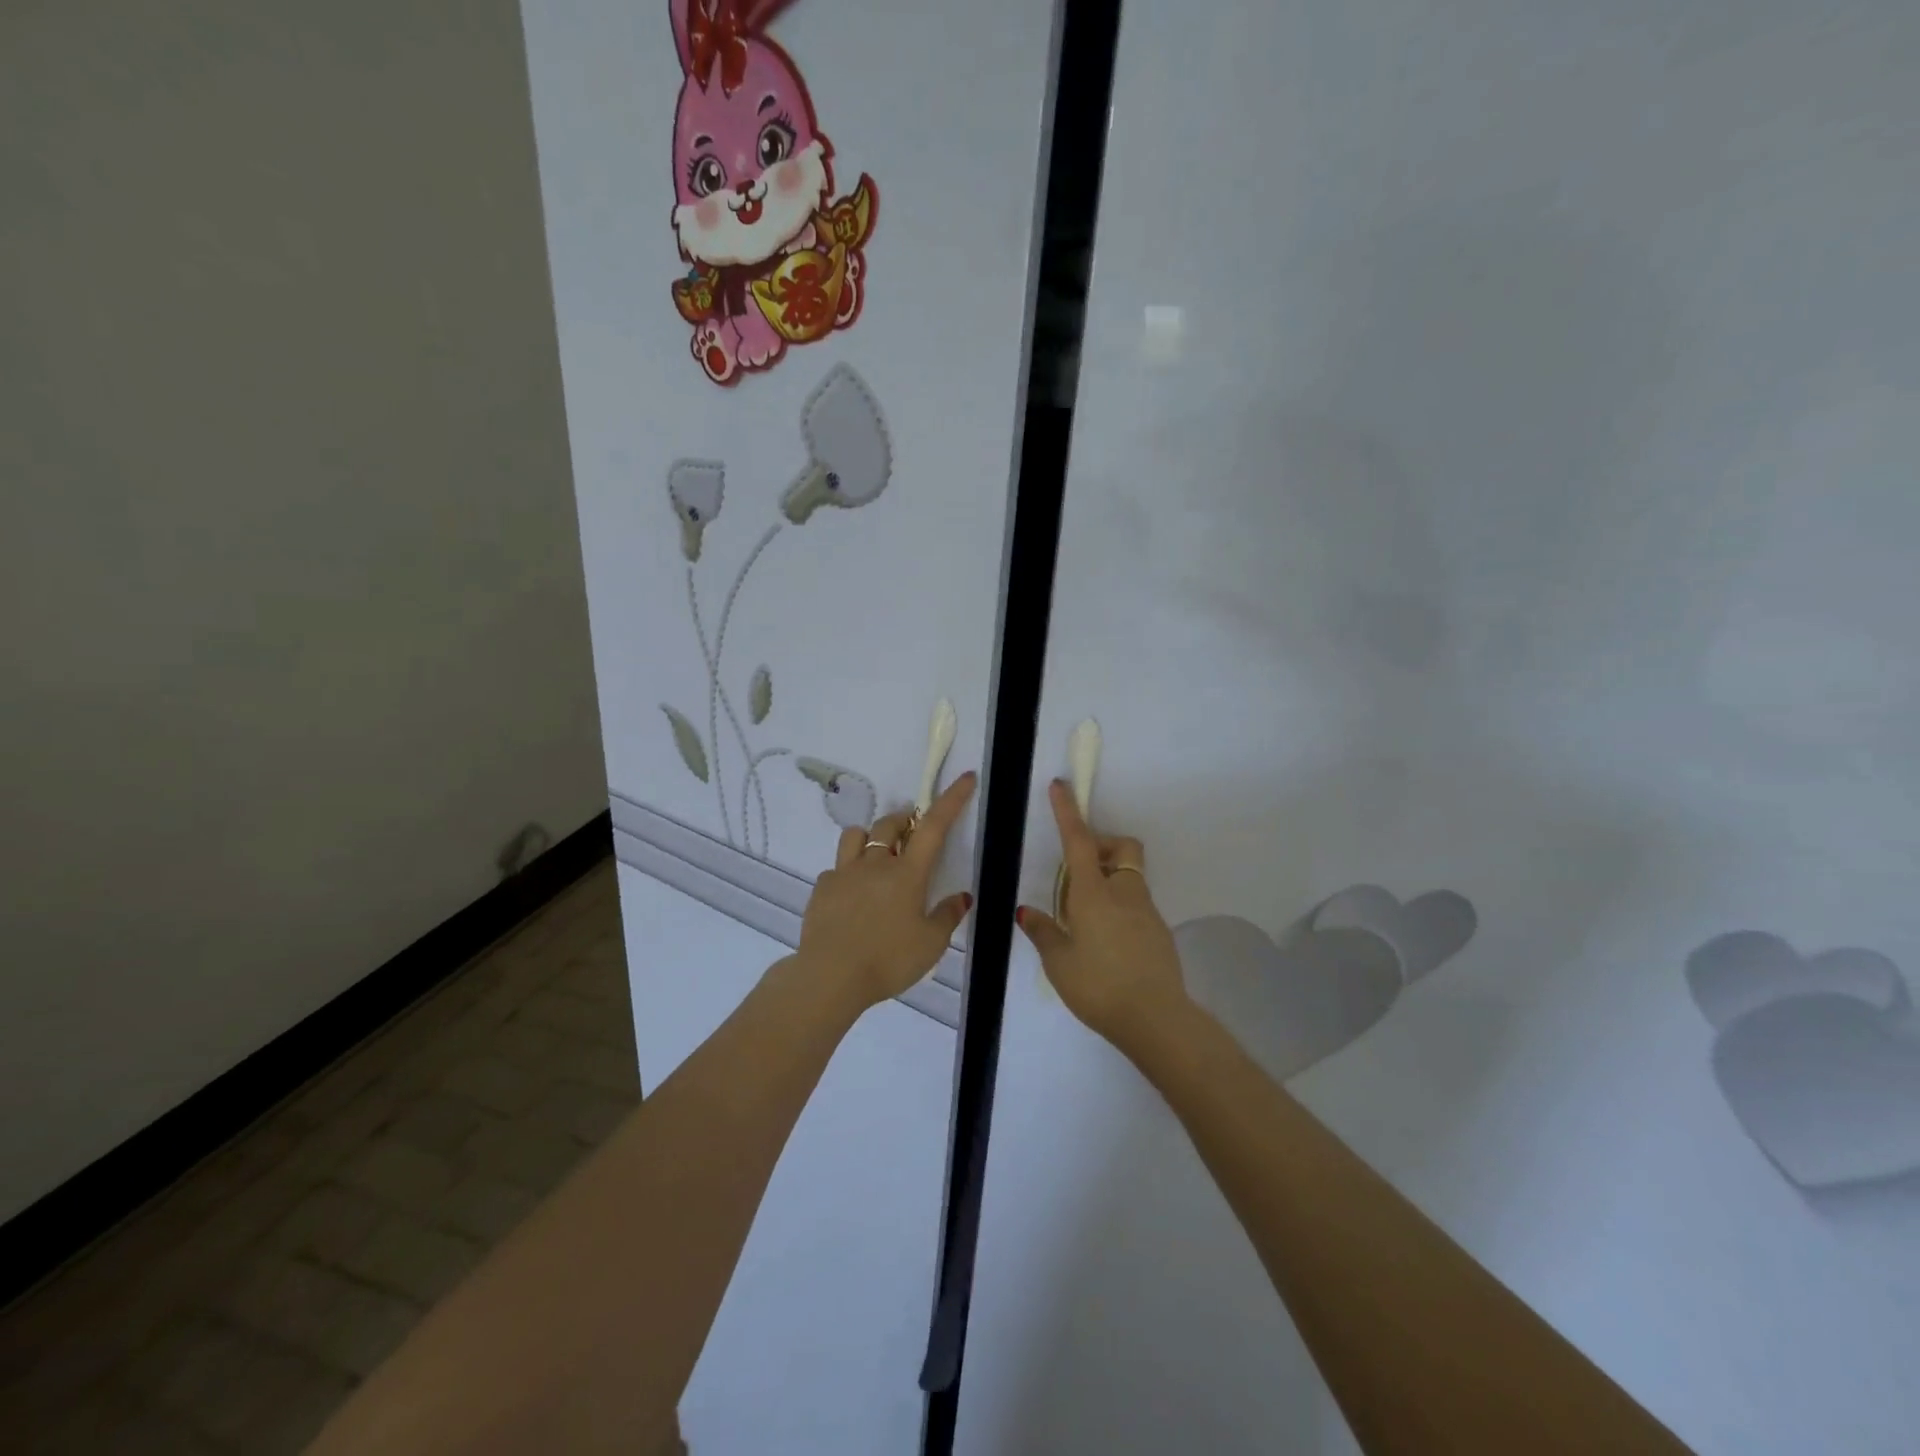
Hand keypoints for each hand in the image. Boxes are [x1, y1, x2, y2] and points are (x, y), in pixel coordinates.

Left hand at [795, 772, 976, 1012]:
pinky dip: (847, 872)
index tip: (965, 778)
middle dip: (904, 820)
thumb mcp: (930, 944)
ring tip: (877, 855)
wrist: (830, 976)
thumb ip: (947, 916)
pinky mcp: (822, 888)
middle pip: (890, 824)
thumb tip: (962, 897)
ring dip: (870, 837)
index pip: (934, 826)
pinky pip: (836, 868)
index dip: (951, 799)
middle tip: (912, 833)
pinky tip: (851, 895)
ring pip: (856, 835)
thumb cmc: (888, 960)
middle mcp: (875, 864)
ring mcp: (844, 873)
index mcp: (907, 873)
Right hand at [1016, 780, 1189, 1054]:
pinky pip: (1135, 903)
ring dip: (1107, 879)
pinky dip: (1118, 905)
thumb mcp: (1059, 962)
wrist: (1156, 1018)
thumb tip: (1026, 911)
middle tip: (1076, 874)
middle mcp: (1124, 893)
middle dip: (1101, 846)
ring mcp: (1146, 911)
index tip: (1060, 786)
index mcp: (1094, 893)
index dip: (1068, 812)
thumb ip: (1043, 931)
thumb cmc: (1099, 986)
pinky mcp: (1158, 931)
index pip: (1079, 841)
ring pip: (1128, 876)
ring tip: (1083, 918)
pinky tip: (1104, 941)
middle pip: (1120, 848)